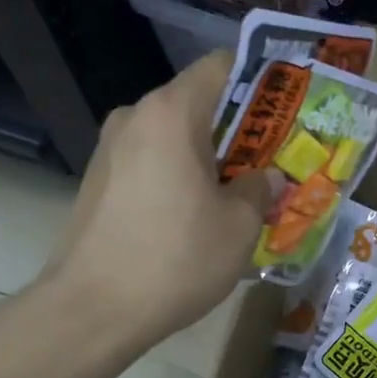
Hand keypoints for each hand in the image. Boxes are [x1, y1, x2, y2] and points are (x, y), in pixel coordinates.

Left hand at [42, 52, 278, 350]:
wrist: (90, 311)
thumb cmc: (175, 259)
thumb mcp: (238, 227)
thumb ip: (258, 190)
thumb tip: (263, 178)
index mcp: (171, 114)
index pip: (220, 67)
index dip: (259, 81)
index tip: (286, 108)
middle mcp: (135, 117)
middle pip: (197, 103)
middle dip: (238, 127)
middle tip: (272, 158)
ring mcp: (109, 149)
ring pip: (173, 136)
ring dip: (208, 155)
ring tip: (237, 191)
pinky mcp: (97, 181)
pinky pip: (150, 161)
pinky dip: (178, 174)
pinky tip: (196, 213)